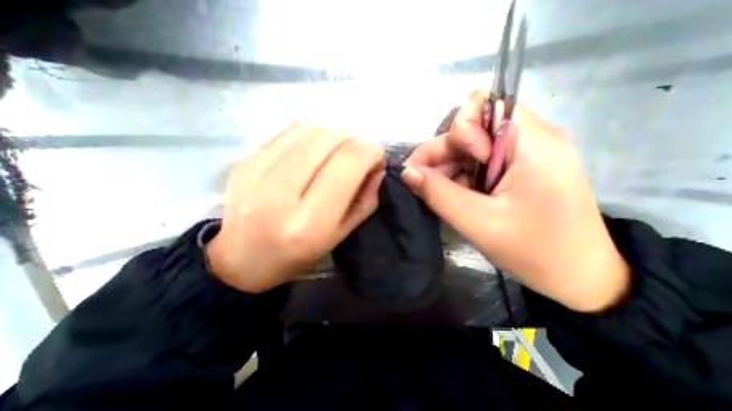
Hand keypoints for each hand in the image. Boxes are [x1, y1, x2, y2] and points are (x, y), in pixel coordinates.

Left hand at [206, 124, 385, 292]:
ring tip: (337, 154)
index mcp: (310, 222)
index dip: (371, 153)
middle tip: (359, 157)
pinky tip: (315, 150)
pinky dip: (313, 135)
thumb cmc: (297, 255)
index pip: (349, 163)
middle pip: (331, 141)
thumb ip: (365, 202)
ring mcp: (257, 172)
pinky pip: (290, 131)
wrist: (242, 258)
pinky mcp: (246, 161)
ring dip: (335, 137)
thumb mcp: (340, 235)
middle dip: (355, 143)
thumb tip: (377, 169)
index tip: (377, 160)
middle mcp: (282, 194)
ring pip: (311, 131)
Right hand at [400, 90, 629, 311]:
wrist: (579, 277)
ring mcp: (523, 156)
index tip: (453, 166)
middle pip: (473, 130)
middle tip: (420, 182)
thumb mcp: (479, 223)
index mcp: (532, 143)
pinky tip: (451, 196)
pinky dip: (459, 177)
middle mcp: (529, 140)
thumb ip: (439, 194)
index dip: (460, 132)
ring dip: (447, 168)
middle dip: (442, 154)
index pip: (485, 107)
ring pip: (471, 149)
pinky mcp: (518, 171)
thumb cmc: (535, 252)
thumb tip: (407, 173)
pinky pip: (478, 164)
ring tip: (434, 194)